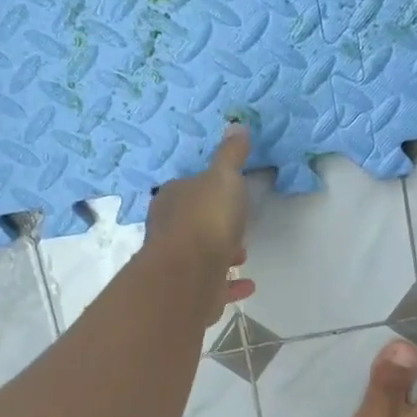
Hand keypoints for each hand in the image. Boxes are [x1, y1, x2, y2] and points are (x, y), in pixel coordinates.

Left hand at [145, 125, 256, 324]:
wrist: (189, 275)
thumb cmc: (205, 219)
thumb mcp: (223, 177)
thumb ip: (231, 155)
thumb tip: (236, 124)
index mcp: (172, 199)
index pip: (187, 189)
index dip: (207, 190)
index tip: (229, 194)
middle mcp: (168, 230)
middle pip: (193, 223)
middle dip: (215, 224)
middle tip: (238, 225)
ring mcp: (178, 264)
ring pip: (202, 255)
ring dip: (222, 253)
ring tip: (243, 254)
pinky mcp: (191, 292)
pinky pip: (214, 285)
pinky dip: (230, 284)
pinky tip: (248, 284)